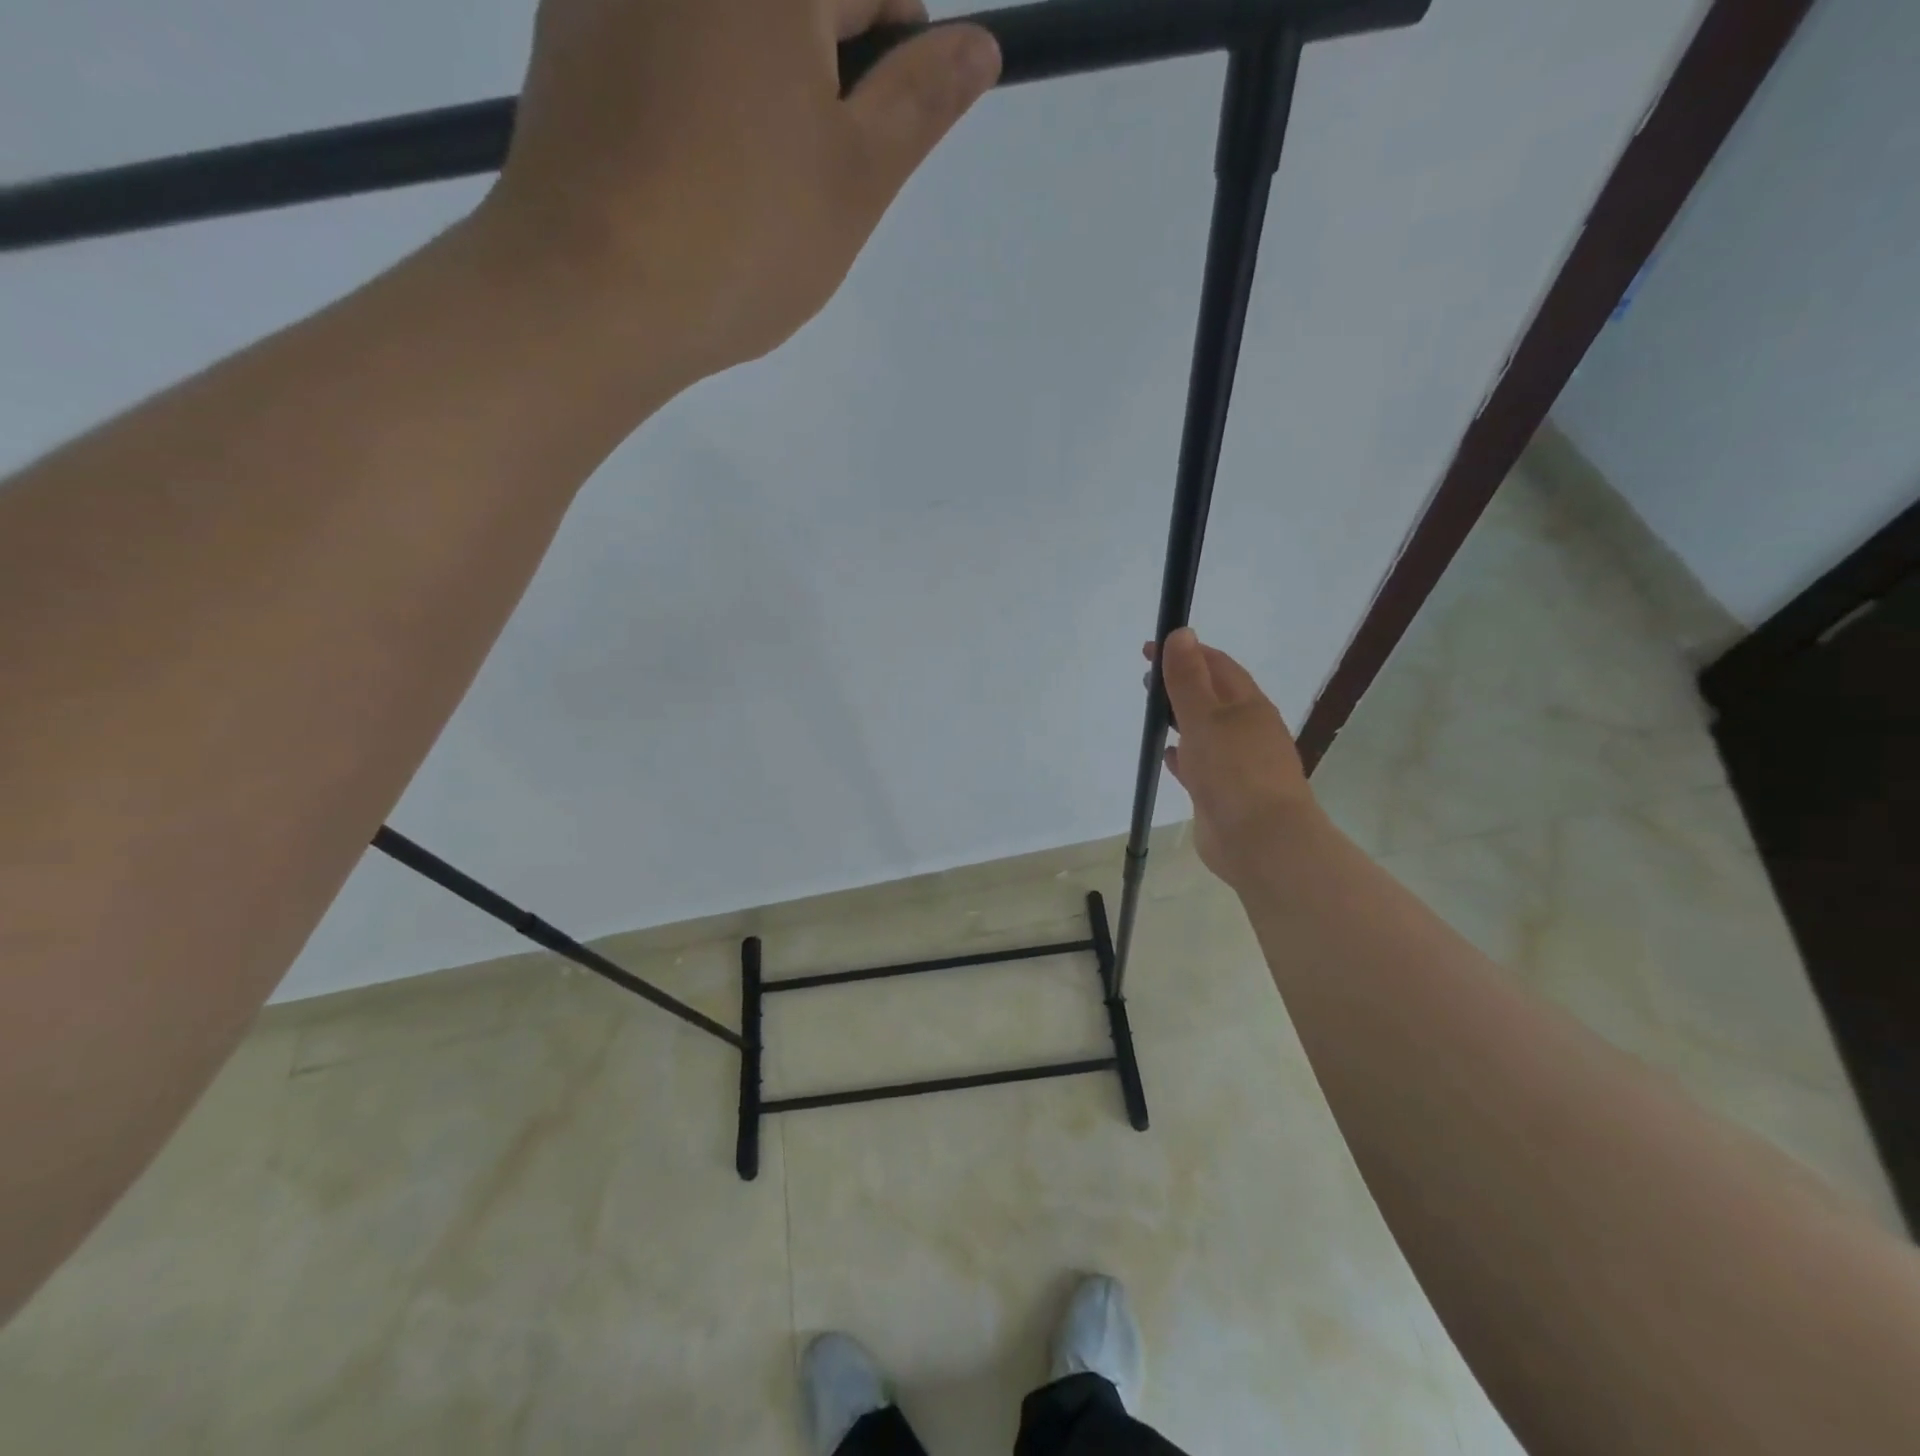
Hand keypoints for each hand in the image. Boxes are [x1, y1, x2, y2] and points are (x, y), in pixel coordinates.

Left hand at [476, 0, 1000, 382]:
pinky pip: (663, 34)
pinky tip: (694, 164)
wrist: (590, 293)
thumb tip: (980, 43)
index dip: (901, 42)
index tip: (891, 120)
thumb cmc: (743, 240)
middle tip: (817, 166)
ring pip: (728, 21)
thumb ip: (920, 103)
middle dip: (828, 62)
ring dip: (763, 77)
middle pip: (796, 0)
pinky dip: (699, 83)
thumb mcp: (855, 182)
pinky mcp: (567, 26)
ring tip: (753, 177)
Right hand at [1148, 628, 1319, 886]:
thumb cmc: (1234, 771)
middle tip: (1147, 681)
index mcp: (1248, 706)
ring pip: (1206, 731)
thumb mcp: (1204, 718)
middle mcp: (1246, 730)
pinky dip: (1183, 755)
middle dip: (1182, 684)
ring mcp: (1237, 763)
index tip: (1149, 648)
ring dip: (1182, 719)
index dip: (1185, 652)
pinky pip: (1201, 764)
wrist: (1261, 842)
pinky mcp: (1224, 792)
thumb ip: (1188, 678)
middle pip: (1212, 697)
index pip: (1217, 666)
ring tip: (1154, 713)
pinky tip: (1166, 755)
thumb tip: (1182, 633)